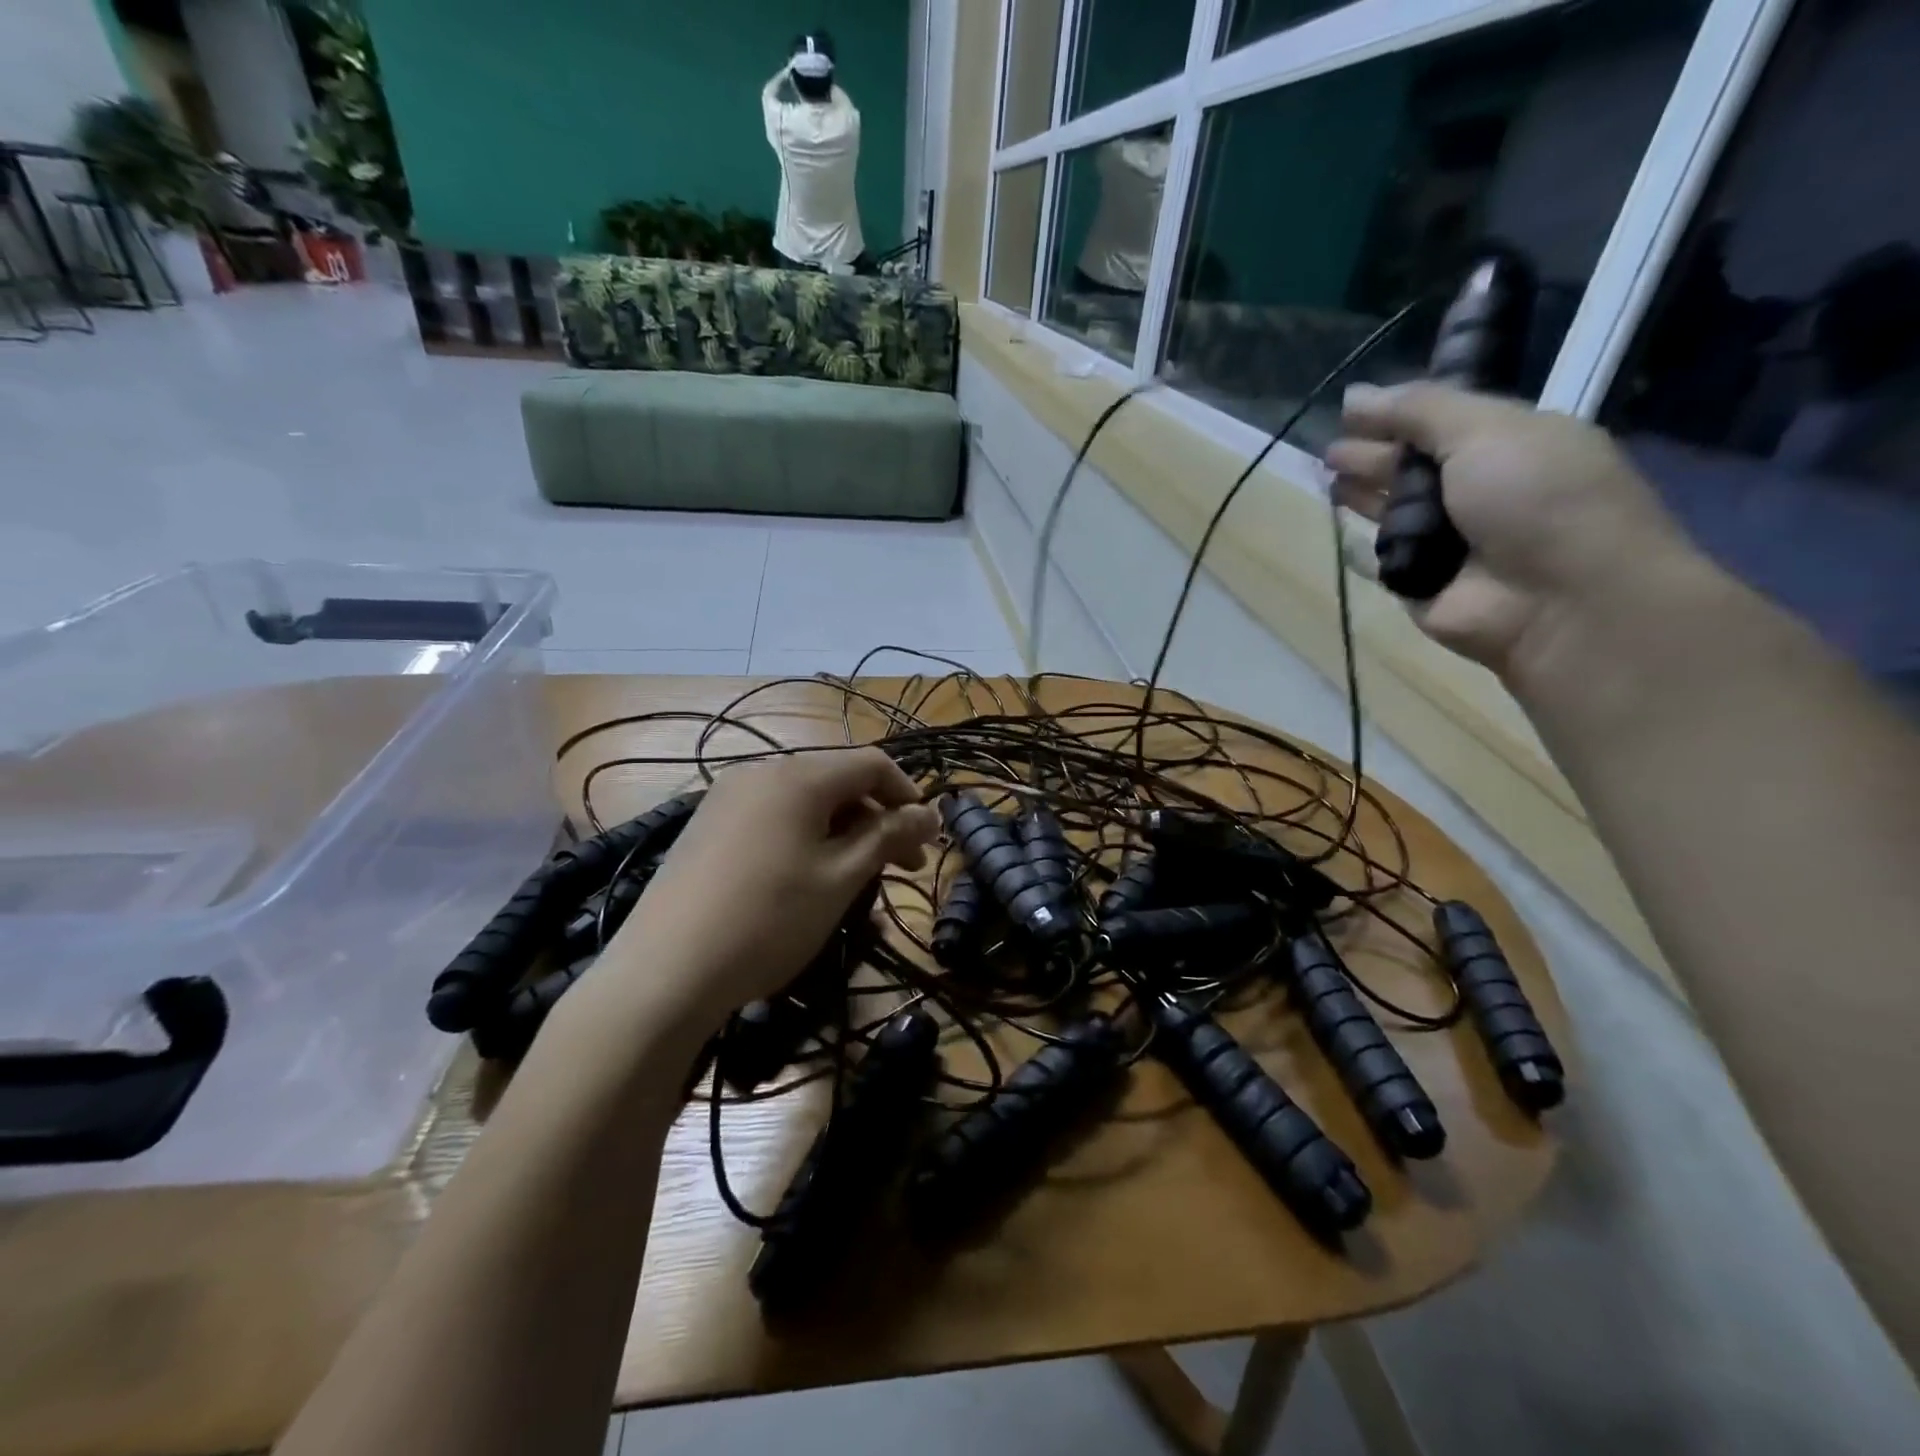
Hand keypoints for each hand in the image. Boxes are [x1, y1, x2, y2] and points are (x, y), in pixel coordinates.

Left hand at [604, 748, 938, 1036]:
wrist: (664, 972)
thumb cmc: (768, 919)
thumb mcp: (841, 878)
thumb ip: (889, 836)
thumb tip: (930, 814)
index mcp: (798, 775)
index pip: (872, 763)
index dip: (909, 795)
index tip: (926, 841)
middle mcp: (761, 772)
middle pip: (838, 781)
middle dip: (877, 820)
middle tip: (902, 870)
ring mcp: (727, 798)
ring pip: (806, 803)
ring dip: (843, 834)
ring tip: (856, 882)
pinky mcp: (707, 827)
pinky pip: (773, 820)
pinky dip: (805, 840)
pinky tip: (806, 883)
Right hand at [1326, 383, 1698, 678]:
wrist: (1561, 600)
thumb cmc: (1537, 498)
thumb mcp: (1486, 430)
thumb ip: (1418, 410)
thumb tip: (1353, 396)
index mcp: (1507, 444)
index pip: (1441, 422)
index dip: (1398, 414)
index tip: (1351, 410)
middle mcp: (1476, 491)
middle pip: (1411, 468)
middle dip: (1371, 456)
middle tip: (1328, 450)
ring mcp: (1447, 543)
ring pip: (1391, 513)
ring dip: (1361, 497)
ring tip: (1326, 480)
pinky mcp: (1418, 585)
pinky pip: (1378, 563)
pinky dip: (1358, 550)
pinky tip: (1337, 533)